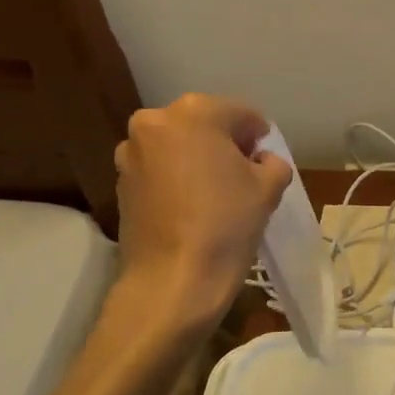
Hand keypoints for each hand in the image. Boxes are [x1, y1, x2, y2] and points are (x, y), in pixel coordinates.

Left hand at [112, 94, 292, 333]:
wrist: (173, 280)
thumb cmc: (227, 223)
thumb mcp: (269, 187)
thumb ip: (272, 161)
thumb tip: (260, 161)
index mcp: (194, 113)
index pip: (240, 113)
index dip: (258, 135)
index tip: (265, 158)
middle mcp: (155, 122)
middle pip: (203, 124)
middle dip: (224, 143)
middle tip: (243, 173)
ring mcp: (131, 153)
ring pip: (177, 146)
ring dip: (197, 158)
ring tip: (215, 191)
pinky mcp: (121, 183)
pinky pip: (159, 169)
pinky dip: (176, 177)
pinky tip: (192, 206)